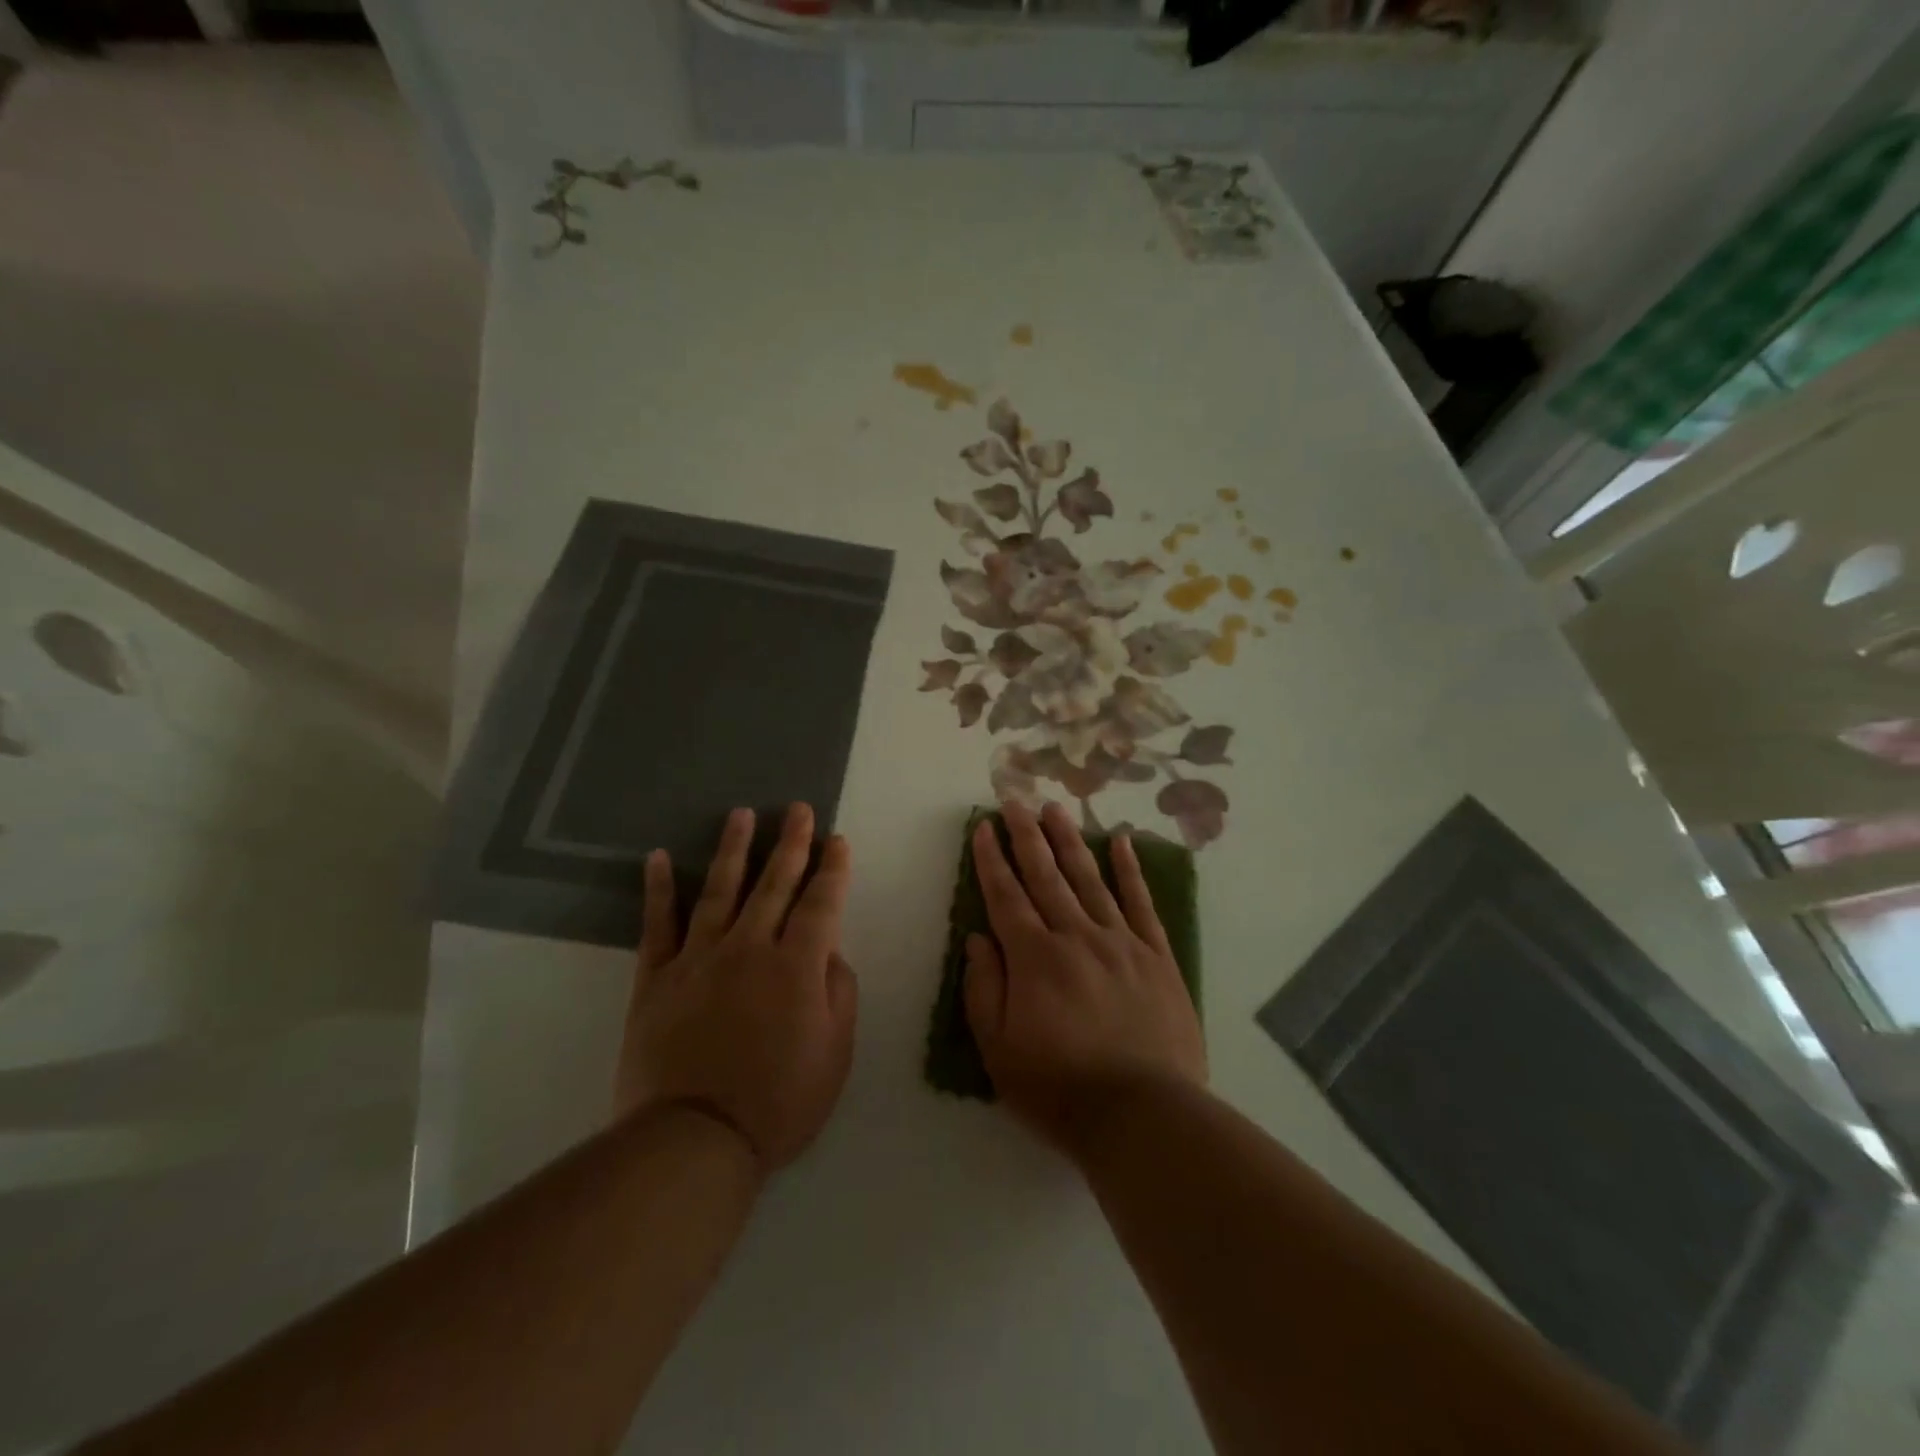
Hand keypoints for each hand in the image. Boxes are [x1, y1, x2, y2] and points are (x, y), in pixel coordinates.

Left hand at [616, 804, 857, 1172]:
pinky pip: (658, 925)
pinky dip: (659, 889)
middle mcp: (750, 947)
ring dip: (734, 849)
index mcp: (797, 965)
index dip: (833, 869)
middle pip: (774, 883)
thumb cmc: (779, 1102)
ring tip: (741, 814)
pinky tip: (660, 858)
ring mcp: (699, 958)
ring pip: (720, 890)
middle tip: (797, 809)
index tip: (838, 841)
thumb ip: (839, 992)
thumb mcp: (835, 1052)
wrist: (694, 1141)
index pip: (821, 902)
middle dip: (791, 843)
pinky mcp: (657, 978)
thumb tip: (829, 952)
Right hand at [963, 800, 1206, 1157]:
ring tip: (1056, 808)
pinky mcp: (1156, 956)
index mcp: (1034, 958)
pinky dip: (1130, 870)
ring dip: (1070, 840)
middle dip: (1027, 835)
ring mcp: (1120, 942)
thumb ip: (983, 990)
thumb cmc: (1060, 1089)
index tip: (983, 827)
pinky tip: (1122, 840)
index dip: (991, 860)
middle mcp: (1075, 936)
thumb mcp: (999, 1051)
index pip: (1006, 896)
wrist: (1143, 1116)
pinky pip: (1140, 903)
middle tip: (1016, 798)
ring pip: (1089, 878)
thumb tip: (977, 939)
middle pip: (1046, 875)